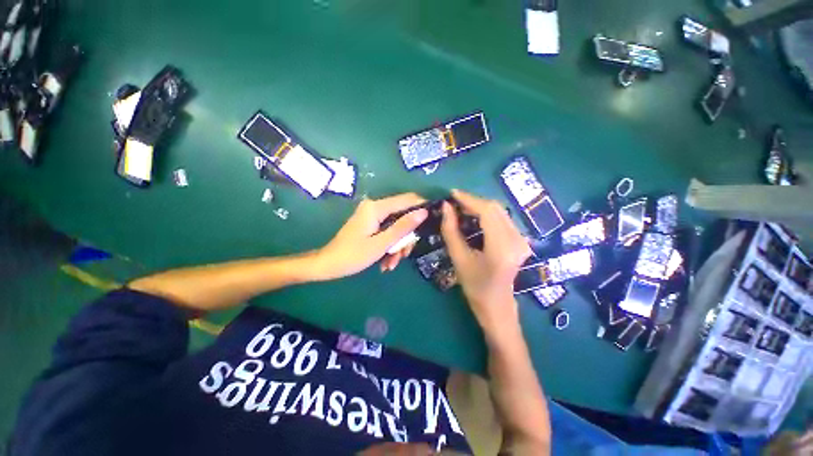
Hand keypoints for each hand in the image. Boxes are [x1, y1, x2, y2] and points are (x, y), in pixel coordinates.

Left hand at [315, 193, 427, 279]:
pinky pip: (387, 231)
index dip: (422, 208)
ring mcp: (372, 216)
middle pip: (402, 216)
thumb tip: (424, 212)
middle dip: (406, 237)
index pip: (407, 199)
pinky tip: (386, 262)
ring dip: (397, 245)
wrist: (328, 265)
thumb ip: (403, 227)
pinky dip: (389, 246)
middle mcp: (375, 207)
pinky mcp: (371, 224)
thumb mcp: (381, 243)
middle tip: (404, 254)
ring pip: (396, 226)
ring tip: (392, 264)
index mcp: (376, 207)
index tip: (433, 222)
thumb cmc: (353, 255)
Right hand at [441, 190, 531, 334]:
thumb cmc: (475, 286)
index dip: (468, 199)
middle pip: (495, 208)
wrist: (497, 305)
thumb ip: (451, 230)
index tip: (452, 194)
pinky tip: (474, 217)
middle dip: (473, 201)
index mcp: (501, 247)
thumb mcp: (458, 258)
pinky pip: (502, 219)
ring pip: (499, 212)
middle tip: (454, 202)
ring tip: (460, 208)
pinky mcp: (521, 240)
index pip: (487, 212)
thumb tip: (445, 207)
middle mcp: (517, 239)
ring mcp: (522, 239)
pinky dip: (487, 214)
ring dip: (479, 207)